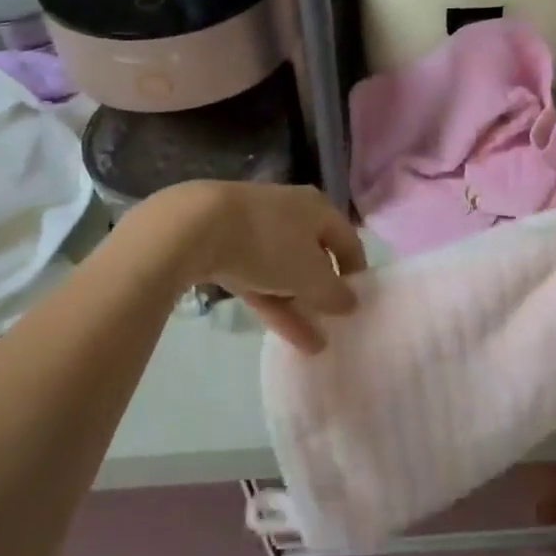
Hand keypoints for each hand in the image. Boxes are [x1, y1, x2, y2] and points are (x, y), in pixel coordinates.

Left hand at [137, 181, 365, 353]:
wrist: (197, 226)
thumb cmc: (269, 243)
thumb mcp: (310, 274)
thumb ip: (334, 292)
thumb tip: (352, 302)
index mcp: (318, 208)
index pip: (348, 241)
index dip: (356, 273)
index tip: (357, 305)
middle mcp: (292, 213)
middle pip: (315, 256)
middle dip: (323, 294)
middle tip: (333, 325)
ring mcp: (257, 229)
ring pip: (285, 271)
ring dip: (299, 306)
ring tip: (314, 346)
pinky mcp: (228, 247)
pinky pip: (259, 278)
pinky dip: (273, 303)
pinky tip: (284, 335)